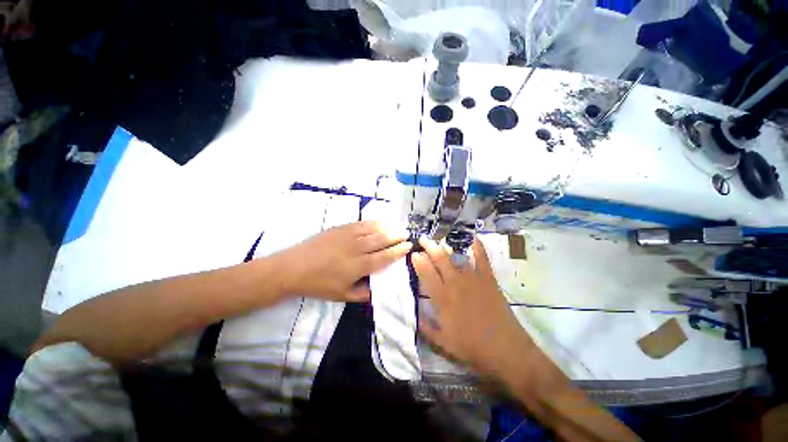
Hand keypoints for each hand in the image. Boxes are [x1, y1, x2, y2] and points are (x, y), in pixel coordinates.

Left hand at [276, 221, 411, 301]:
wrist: (294, 268)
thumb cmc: (319, 284)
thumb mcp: (342, 296)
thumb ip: (363, 293)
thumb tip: (377, 290)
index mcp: (360, 265)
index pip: (385, 256)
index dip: (398, 251)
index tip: (408, 246)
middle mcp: (358, 248)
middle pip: (382, 240)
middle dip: (396, 236)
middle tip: (406, 234)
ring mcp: (348, 235)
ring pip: (373, 229)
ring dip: (387, 228)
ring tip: (396, 227)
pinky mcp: (340, 228)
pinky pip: (360, 223)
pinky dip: (372, 223)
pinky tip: (377, 223)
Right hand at [413, 237, 535, 379]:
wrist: (505, 350)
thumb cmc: (471, 347)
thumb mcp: (442, 342)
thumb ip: (424, 326)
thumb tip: (412, 313)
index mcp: (442, 298)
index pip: (426, 273)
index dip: (418, 261)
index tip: (414, 253)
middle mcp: (455, 283)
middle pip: (439, 260)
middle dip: (429, 247)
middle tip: (423, 239)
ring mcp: (472, 279)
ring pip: (456, 257)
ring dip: (446, 246)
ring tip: (439, 239)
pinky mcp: (488, 279)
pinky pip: (482, 259)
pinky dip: (478, 247)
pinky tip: (473, 237)